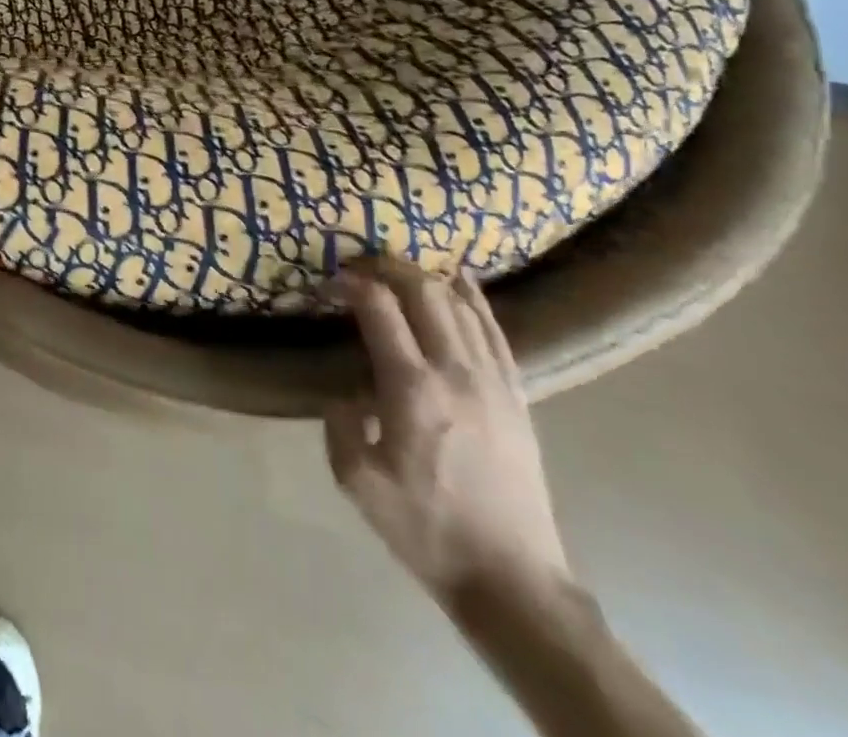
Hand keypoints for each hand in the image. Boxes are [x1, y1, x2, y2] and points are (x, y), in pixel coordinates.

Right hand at [324, 262, 571, 609]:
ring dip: (427, 277)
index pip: (379, 308)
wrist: (512, 581)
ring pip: (461, 305)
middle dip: (388, 267)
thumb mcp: (356, 480)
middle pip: (424, 292)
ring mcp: (494, 382)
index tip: (330, 283)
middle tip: (360, 267)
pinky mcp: (517, 397)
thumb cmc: (426, 529)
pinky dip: (475, 299)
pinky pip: (495, 332)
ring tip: (399, 270)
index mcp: (412, 389)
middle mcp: (456, 372)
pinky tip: (461, 283)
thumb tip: (349, 392)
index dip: (351, 283)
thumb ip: (340, 421)